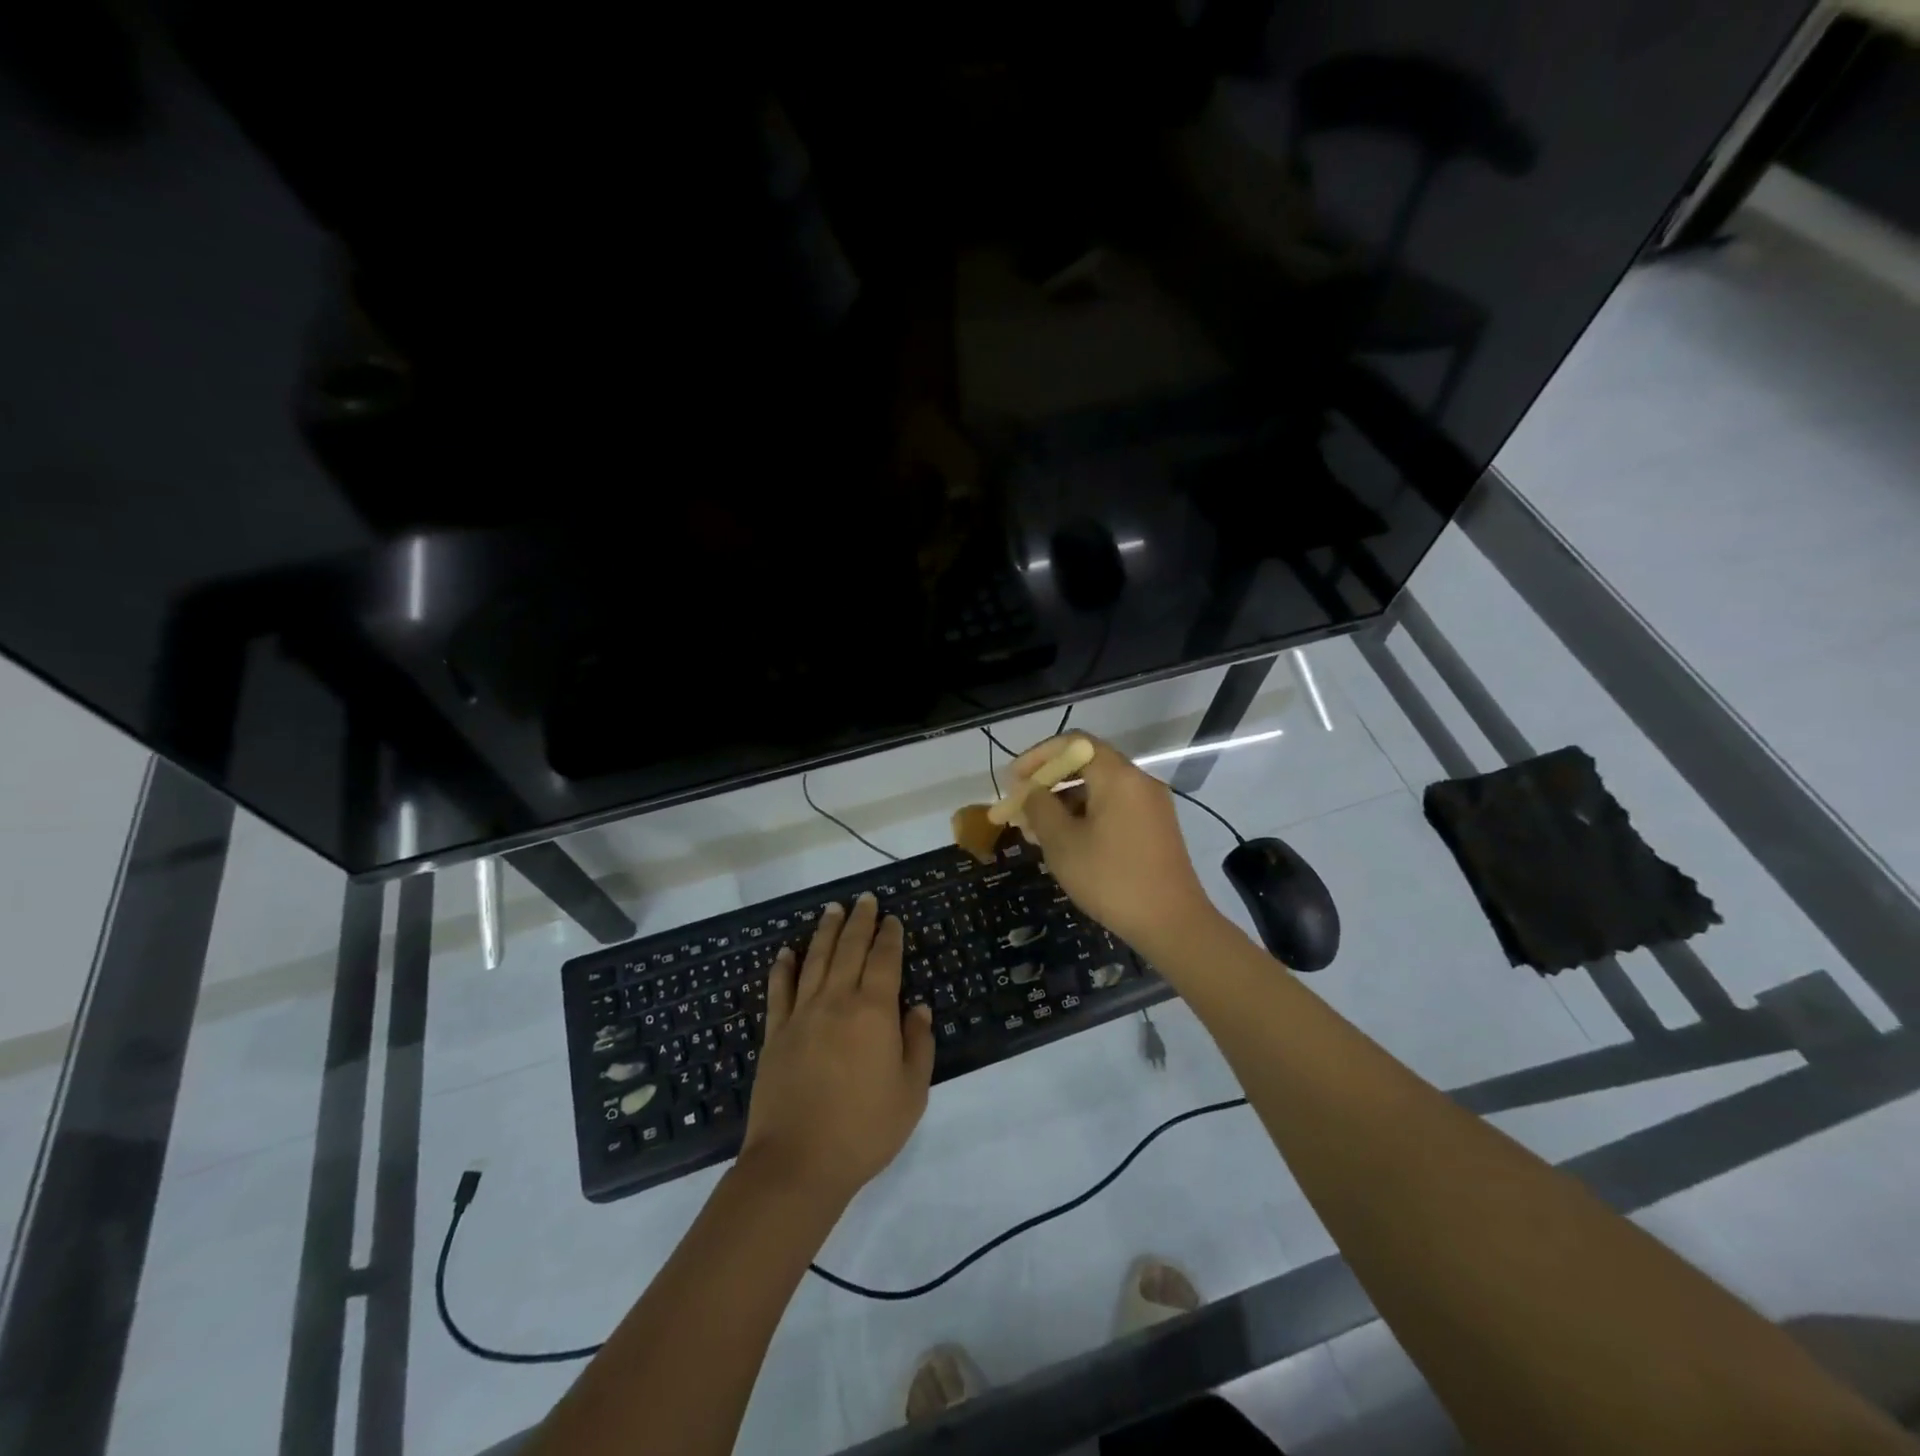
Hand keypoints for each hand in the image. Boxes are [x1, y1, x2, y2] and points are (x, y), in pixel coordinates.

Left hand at [739, 893, 934, 1206]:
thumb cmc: (864, 1130)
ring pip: (814, 961)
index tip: (892, 919)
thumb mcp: (911, 1092)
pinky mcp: (775, 1034)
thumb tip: (919, 1008)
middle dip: (859, 922)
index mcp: (874, 1012)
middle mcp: (837, 1001)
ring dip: (825, 932)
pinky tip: (786, 952)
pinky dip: (783, 968)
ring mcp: (801, 1015)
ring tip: (832, 910)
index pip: (884, 961)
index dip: (890, 937)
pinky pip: (779, 991)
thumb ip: (918, 1044)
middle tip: (865, 900)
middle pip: (849, 950)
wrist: (798, 1163)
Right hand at [1009, 734, 1221, 959]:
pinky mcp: (1155, 827)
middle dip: (1048, 782)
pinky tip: (1066, 843)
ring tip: (1036, 831)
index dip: (1038, 756)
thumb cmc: (1111, 879)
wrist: (1172, 923)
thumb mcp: (1062, 843)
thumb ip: (1040, 808)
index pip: (1073, 743)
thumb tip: (1031, 791)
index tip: (1014, 780)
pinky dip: (1086, 815)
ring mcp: (1151, 804)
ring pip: (1099, 789)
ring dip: (1064, 802)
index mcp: (1117, 776)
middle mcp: (1138, 781)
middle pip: (1086, 764)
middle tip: (1021, 806)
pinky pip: (1114, 807)